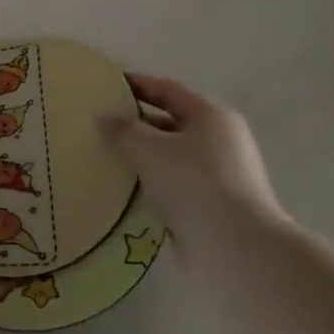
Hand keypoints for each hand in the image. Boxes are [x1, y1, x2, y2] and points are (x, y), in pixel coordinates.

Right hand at [100, 73, 291, 237]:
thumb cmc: (194, 185)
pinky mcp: (211, 206)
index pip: (168, 90)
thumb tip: (105, 118)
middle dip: (135, 125)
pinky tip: (123, 192)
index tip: (105, 86)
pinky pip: (173, 186)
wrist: (235, 248)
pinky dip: (150, 185)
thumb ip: (123, 130)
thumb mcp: (150, 150)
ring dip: (141, 159)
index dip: (136, 85)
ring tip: (103, 160)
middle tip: (98, 127)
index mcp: (211, 116)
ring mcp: (219, 175)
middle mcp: (220, 140)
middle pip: (170, 124)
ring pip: (171, 158)